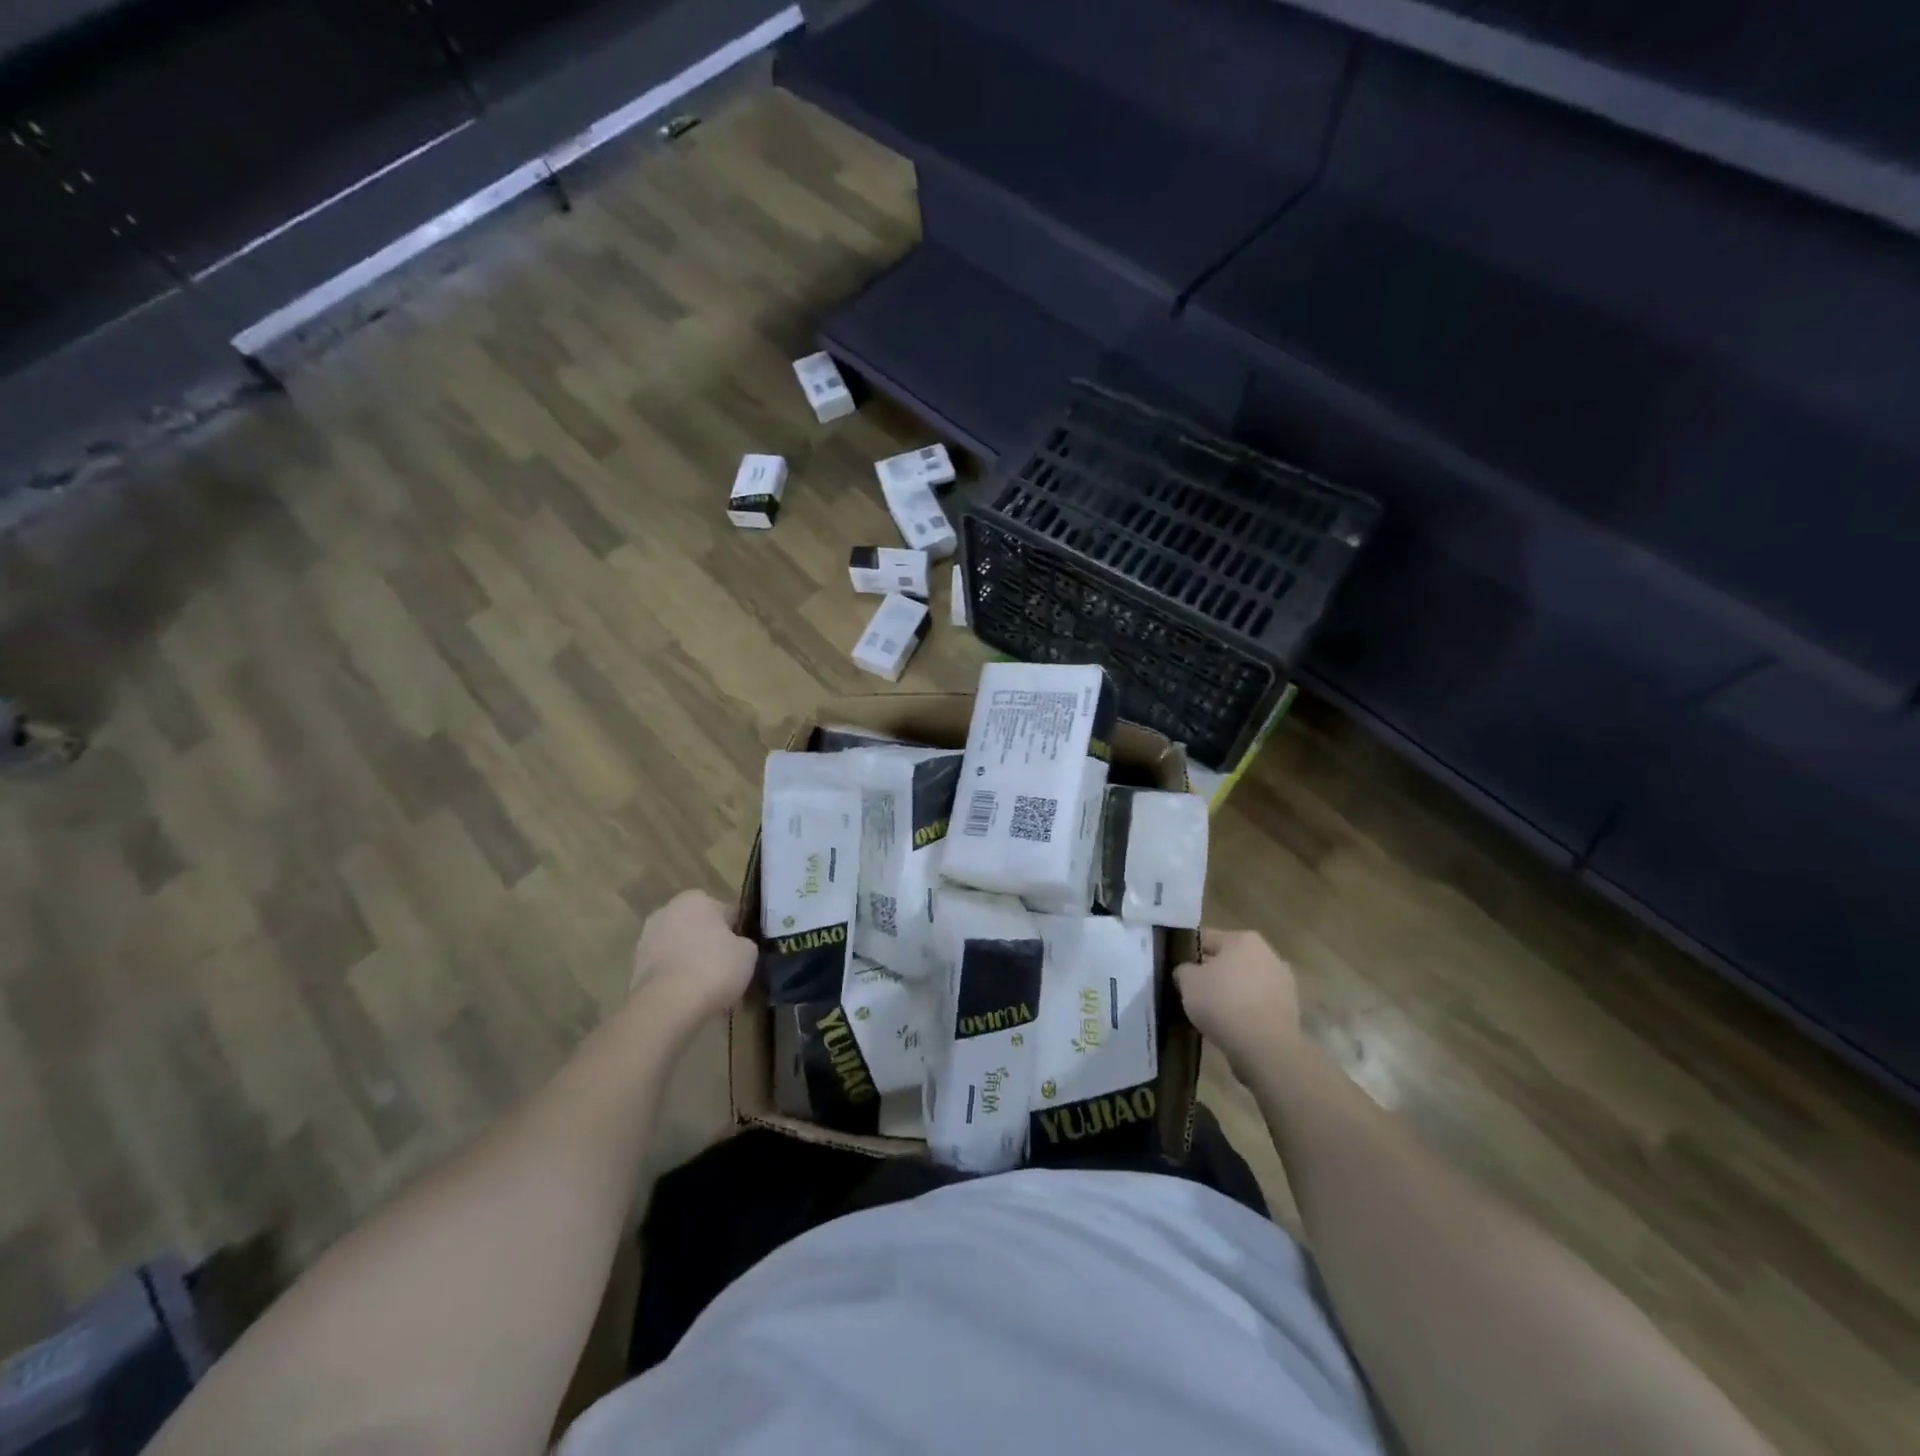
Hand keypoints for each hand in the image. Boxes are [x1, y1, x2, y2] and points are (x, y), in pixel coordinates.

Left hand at [629, 890, 755, 1030]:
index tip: (742, 955)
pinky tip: (690, 999)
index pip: (727, 913)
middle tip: (727, 972)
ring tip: (709, 992)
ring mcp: (647, 939)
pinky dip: (678, 980)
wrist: (668, 1005)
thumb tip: (736, 946)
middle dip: (711, 947)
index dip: (738, 934)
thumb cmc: (714, 968)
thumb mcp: (748, 953)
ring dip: (694, 964)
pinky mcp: (635, 967)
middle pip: (700, 929)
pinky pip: (667, 970)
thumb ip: (744, 942)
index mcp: (696, 899)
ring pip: (682, 950)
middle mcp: (668, 911)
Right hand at [1174, 929, 1301, 1073]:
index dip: (1190, 953)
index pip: (1207, 939)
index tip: (1179, 969)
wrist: (1265, 1046)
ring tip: (1212, 1012)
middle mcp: (1269, 954)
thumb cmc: (1223, 1002)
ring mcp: (1284, 983)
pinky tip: (1232, 1026)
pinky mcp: (1291, 1011)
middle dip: (1214, 973)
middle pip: (1231, 961)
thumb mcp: (1188, 982)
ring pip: (1247, 983)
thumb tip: (1187, 972)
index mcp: (1243, 939)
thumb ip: (1184, 970)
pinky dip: (1246, 1012)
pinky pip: (1259, 1005)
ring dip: (1232, 993)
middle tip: (1194, 991)